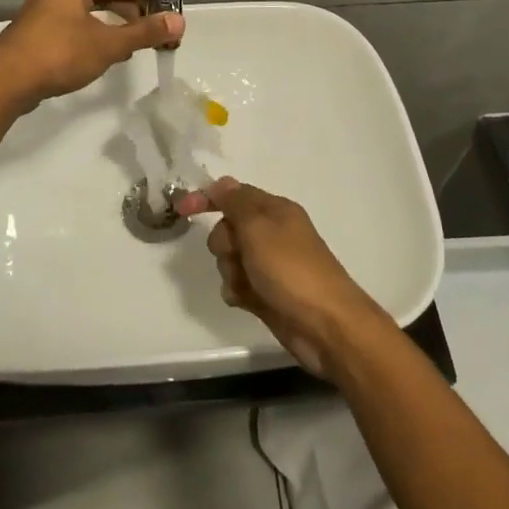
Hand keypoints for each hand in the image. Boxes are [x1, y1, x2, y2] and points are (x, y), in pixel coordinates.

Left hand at [0, 0, 181, 109]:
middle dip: (129, 13)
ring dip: (110, 27)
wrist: (5, 81)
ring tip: (128, 48)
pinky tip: (99, 57)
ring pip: (87, 11)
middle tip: (149, 36)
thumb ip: (144, 32)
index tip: (163, 20)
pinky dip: (90, 36)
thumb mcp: (109, 44)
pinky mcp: (35, 31)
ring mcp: (42, 9)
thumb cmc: (60, 53)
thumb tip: (180, 21)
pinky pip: (72, 26)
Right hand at [173, 177, 386, 376]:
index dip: (207, 198)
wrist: (326, 325)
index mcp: (275, 211)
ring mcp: (270, 265)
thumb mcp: (259, 228)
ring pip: (230, 259)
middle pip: (227, 229)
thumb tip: (222, 182)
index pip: (234, 194)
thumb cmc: (291, 270)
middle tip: (238, 254)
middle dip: (224, 243)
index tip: (182, 209)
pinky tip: (246, 301)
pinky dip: (238, 292)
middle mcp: (272, 234)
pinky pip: (237, 284)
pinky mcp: (267, 293)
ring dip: (230, 271)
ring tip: (247, 284)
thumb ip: (236, 203)